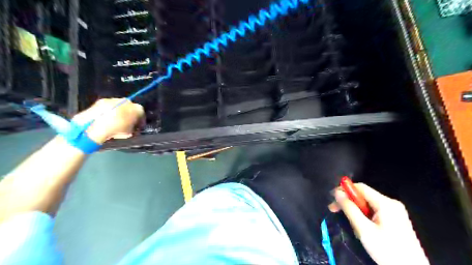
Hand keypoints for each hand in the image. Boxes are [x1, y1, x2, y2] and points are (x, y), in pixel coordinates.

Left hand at [71, 98, 143, 143]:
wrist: (97, 125)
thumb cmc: (117, 130)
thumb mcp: (130, 133)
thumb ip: (133, 128)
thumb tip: (132, 127)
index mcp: (138, 109)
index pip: (142, 115)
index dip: (140, 121)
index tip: (137, 126)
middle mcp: (128, 101)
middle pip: (131, 108)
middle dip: (129, 115)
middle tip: (126, 123)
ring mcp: (115, 99)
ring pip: (120, 106)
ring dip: (119, 112)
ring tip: (115, 121)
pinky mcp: (103, 100)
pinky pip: (109, 106)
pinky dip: (109, 111)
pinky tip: (106, 119)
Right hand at [331, 183, 427, 264]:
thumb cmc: (387, 250)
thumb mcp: (364, 230)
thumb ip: (350, 209)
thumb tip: (337, 193)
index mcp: (386, 203)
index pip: (360, 187)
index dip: (344, 190)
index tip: (332, 199)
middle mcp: (391, 204)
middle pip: (364, 196)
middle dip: (348, 202)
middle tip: (334, 210)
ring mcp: (395, 212)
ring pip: (367, 205)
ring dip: (356, 212)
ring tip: (354, 227)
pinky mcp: (395, 220)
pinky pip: (374, 212)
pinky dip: (364, 217)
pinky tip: (363, 229)